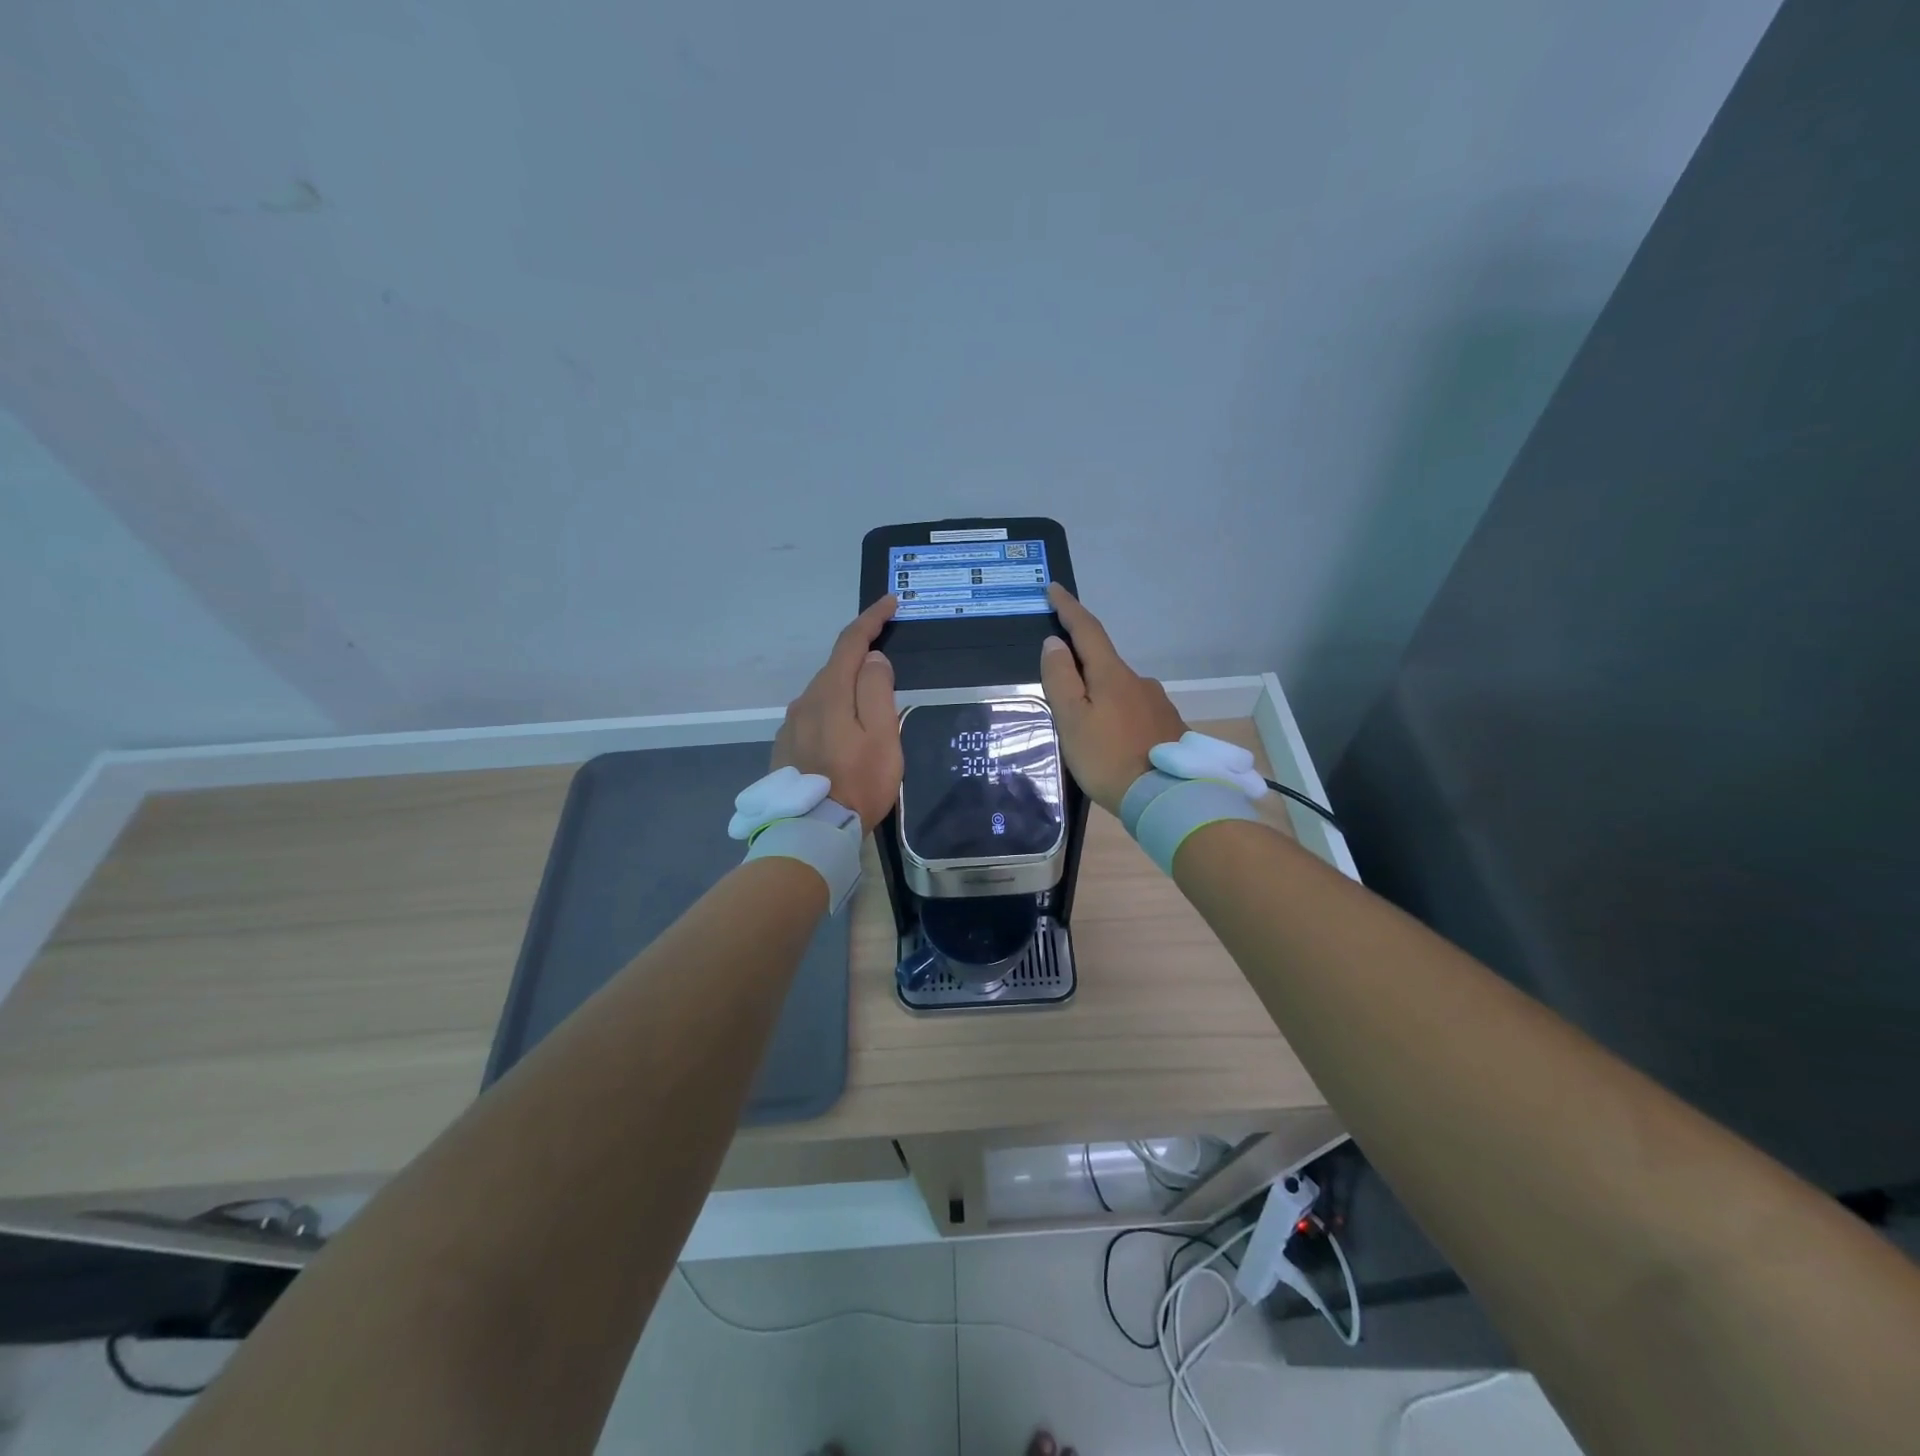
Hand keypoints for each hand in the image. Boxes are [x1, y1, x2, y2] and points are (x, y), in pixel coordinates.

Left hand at [771, 595, 903, 831]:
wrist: (812, 830)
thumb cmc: (858, 782)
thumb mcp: (882, 735)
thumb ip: (878, 691)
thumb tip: (873, 660)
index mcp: (829, 693)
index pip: (850, 642)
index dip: (871, 619)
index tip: (890, 603)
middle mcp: (804, 701)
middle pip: (836, 668)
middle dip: (862, 658)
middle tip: (889, 666)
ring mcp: (791, 724)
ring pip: (824, 694)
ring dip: (847, 689)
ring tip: (870, 708)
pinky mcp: (786, 746)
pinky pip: (814, 716)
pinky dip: (833, 712)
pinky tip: (844, 733)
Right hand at [1039, 584, 1188, 816]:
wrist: (1166, 797)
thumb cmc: (1108, 758)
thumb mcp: (1072, 719)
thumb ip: (1060, 678)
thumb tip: (1055, 643)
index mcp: (1112, 674)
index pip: (1087, 630)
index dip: (1069, 608)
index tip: (1054, 588)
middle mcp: (1139, 680)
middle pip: (1104, 662)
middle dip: (1082, 666)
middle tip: (1061, 690)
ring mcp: (1158, 703)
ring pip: (1120, 689)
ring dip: (1102, 696)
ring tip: (1088, 729)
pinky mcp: (1169, 726)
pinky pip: (1135, 711)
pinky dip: (1119, 717)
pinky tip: (1114, 742)